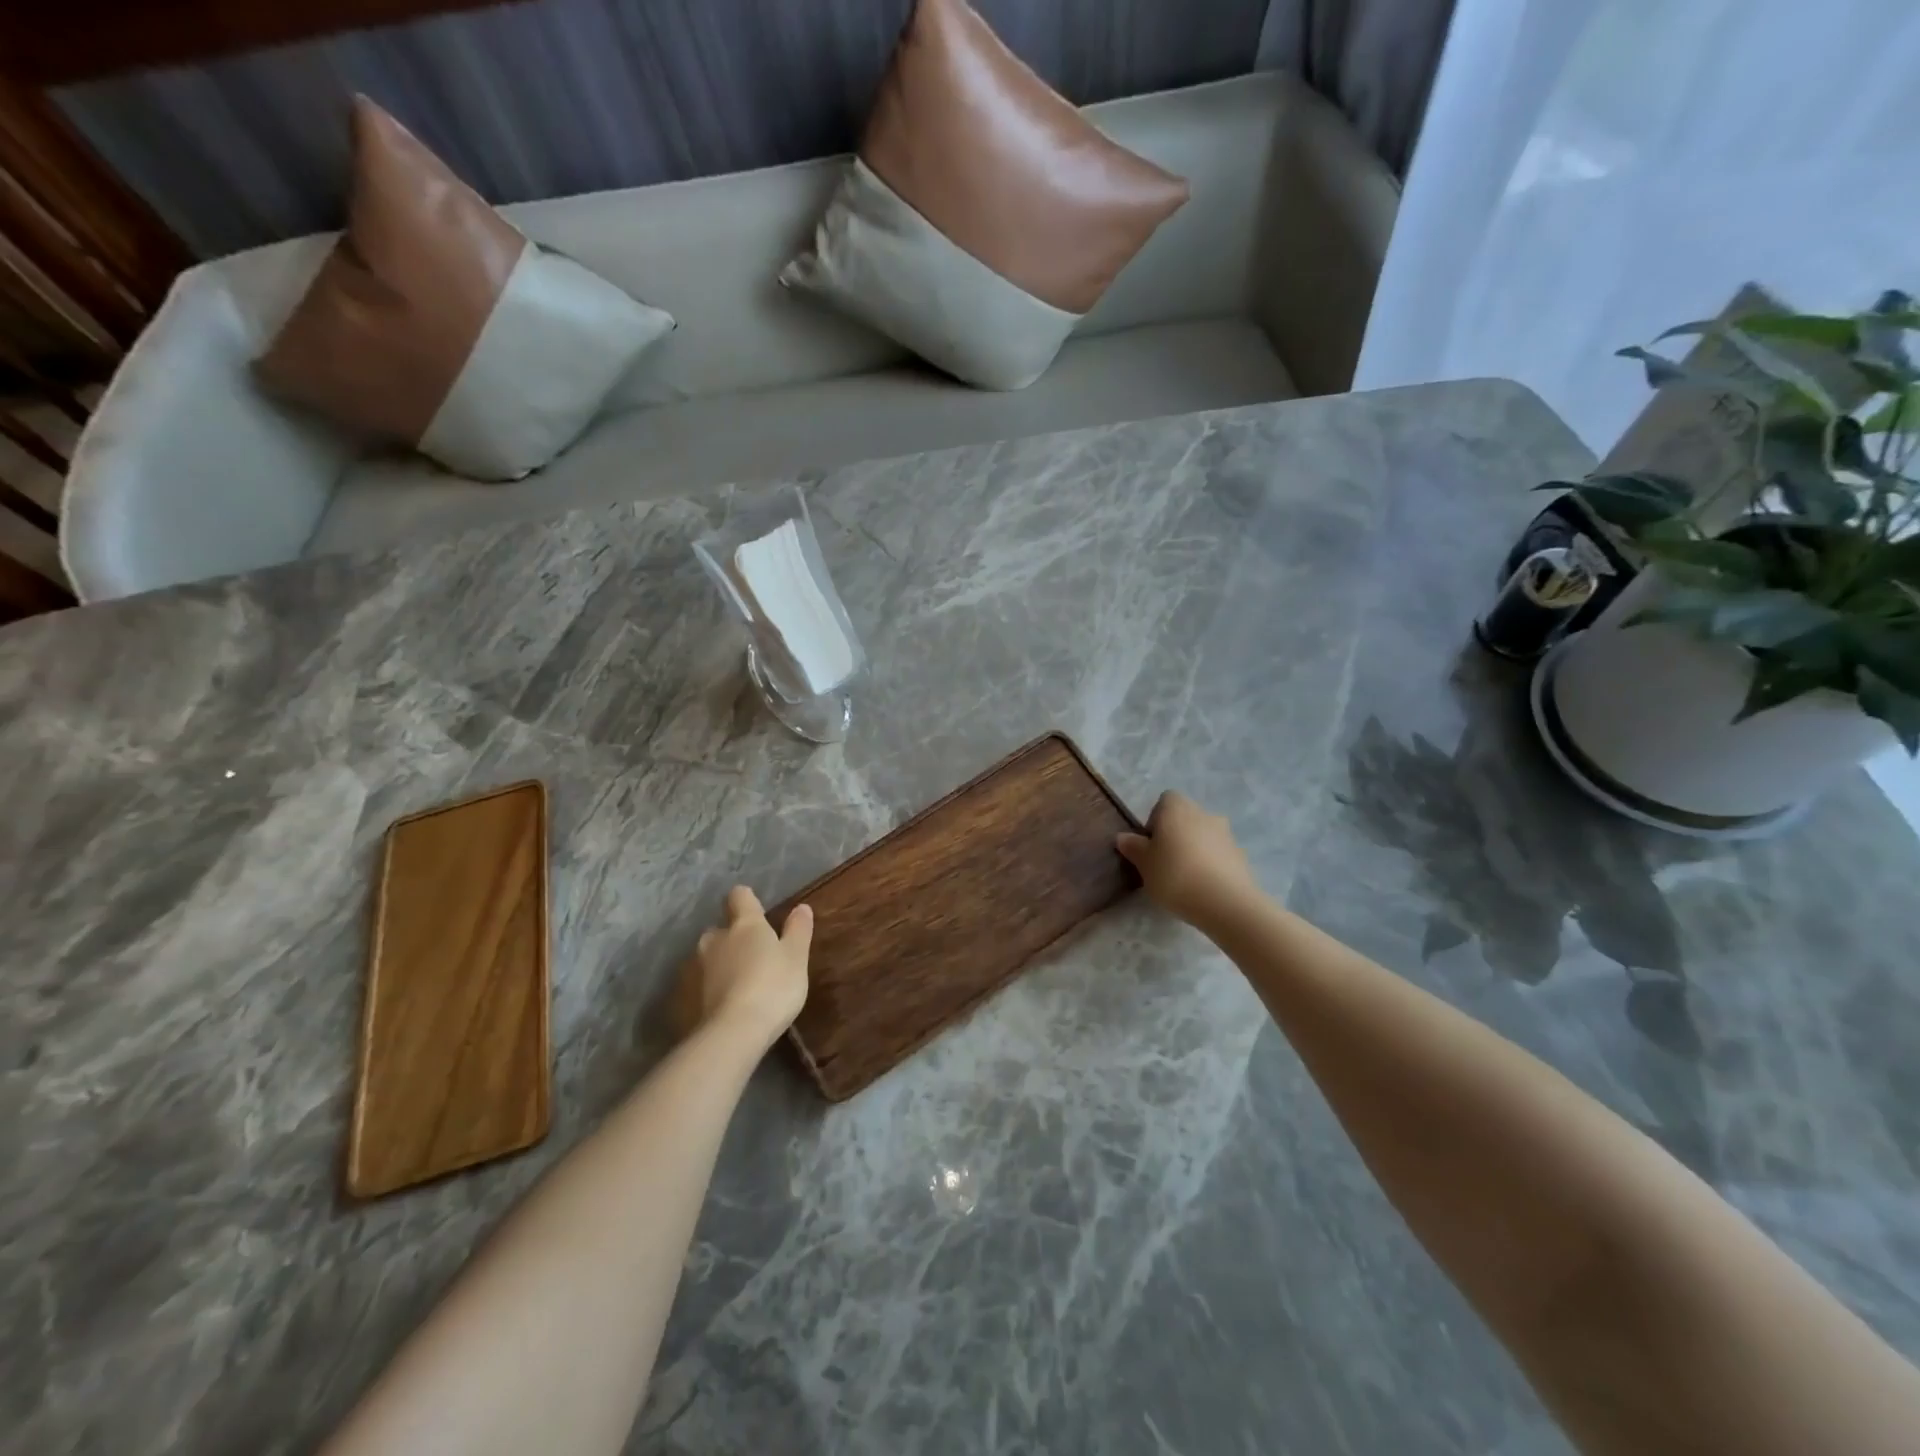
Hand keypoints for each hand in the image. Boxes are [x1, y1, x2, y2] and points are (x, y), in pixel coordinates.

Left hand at [676, 887, 811, 1050]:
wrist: (733, 1033)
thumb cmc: (773, 987)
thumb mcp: (797, 957)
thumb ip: (798, 930)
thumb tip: (801, 907)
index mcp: (745, 925)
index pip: (739, 896)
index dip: (747, 901)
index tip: (758, 912)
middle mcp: (715, 939)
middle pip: (720, 929)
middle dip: (732, 939)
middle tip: (752, 958)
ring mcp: (696, 968)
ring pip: (707, 958)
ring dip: (719, 965)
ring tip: (737, 986)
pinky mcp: (684, 997)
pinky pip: (698, 986)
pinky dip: (709, 990)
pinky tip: (723, 1006)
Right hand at [1117, 792, 1260, 927]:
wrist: (1225, 902)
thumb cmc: (1175, 875)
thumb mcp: (1144, 864)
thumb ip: (1133, 847)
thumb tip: (1123, 837)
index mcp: (1177, 807)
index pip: (1164, 801)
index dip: (1155, 820)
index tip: (1150, 845)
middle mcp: (1203, 813)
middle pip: (1185, 818)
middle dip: (1175, 836)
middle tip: (1163, 863)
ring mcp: (1226, 833)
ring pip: (1203, 836)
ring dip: (1193, 850)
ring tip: (1184, 878)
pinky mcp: (1240, 855)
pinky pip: (1218, 854)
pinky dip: (1210, 864)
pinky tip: (1203, 887)